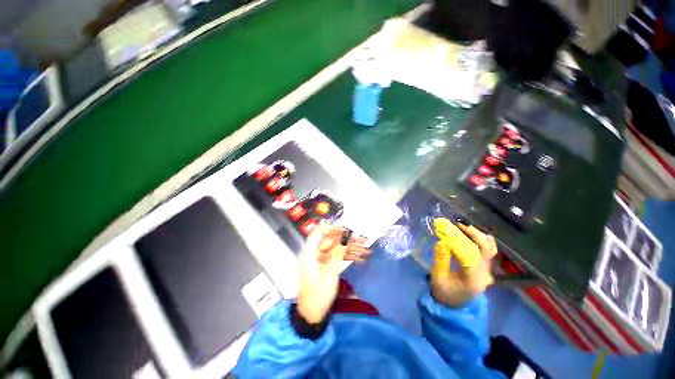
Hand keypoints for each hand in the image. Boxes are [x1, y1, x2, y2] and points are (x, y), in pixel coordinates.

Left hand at [297, 224, 370, 322]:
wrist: (312, 315)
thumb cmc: (318, 295)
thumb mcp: (329, 274)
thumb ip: (337, 254)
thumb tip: (346, 237)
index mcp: (310, 253)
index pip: (318, 233)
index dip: (332, 228)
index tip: (346, 229)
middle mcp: (315, 253)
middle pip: (332, 240)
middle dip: (348, 240)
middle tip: (364, 240)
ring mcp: (321, 259)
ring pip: (337, 248)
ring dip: (352, 249)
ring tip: (367, 250)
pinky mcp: (327, 265)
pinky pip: (338, 257)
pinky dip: (349, 257)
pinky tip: (361, 259)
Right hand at [431, 218, 496, 306]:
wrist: (455, 307)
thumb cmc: (444, 293)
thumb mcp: (437, 279)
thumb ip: (440, 260)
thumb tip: (441, 241)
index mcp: (472, 280)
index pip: (471, 255)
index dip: (461, 240)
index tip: (449, 229)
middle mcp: (485, 274)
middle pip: (486, 249)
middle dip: (473, 233)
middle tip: (458, 223)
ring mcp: (488, 271)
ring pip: (491, 248)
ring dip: (478, 234)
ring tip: (464, 226)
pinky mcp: (486, 269)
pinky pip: (489, 251)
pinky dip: (482, 239)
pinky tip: (472, 233)